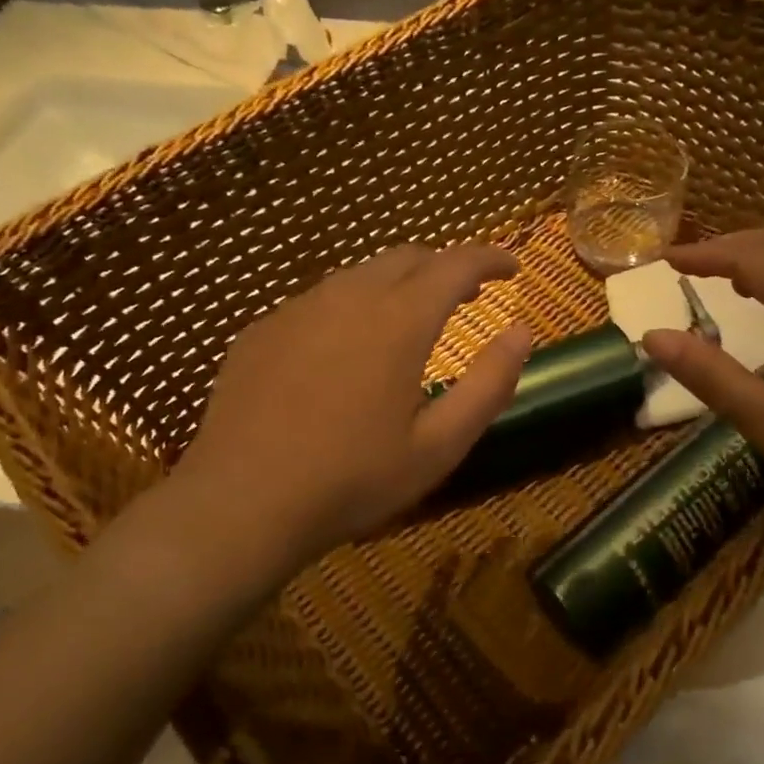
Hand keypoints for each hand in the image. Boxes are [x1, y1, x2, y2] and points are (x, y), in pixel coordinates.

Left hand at [117, 244, 530, 589]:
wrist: (241, 505)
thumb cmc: (353, 480)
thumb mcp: (440, 445)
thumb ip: (490, 384)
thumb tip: (522, 332)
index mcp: (399, 321)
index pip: (456, 264)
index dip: (490, 258)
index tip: (512, 266)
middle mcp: (348, 298)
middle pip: (407, 258)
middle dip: (445, 267)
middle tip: (467, 295)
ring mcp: (298, 310)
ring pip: (361, 275)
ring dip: (398, 285)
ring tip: (412, 319)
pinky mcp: (262, 330)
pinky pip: (320, 301)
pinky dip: (352, 307)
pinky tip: (347, 350)